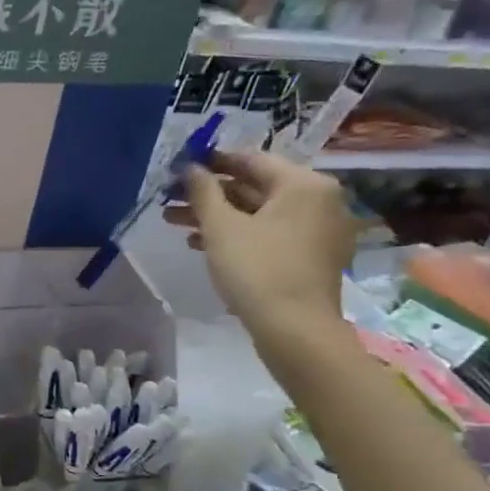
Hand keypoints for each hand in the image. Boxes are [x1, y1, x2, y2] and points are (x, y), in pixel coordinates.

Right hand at [163, 150, 355, 340]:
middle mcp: (319, 201)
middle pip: (255, 187)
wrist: (295, 331)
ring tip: (175, 222)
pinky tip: (201, 243)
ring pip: (259, 213)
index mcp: (304, 184)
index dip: (212, 162)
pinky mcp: (311, 256)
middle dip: (209, 194)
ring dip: (218, 215)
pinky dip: (238, 234)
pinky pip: (270, 233)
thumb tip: (190, 167)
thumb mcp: (221, 227)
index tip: (180, 166)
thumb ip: (203, 191)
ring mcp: (318, 230)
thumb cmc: (257, 269)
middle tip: (170, 199)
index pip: (251, 160)